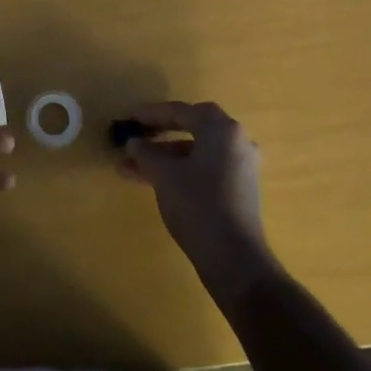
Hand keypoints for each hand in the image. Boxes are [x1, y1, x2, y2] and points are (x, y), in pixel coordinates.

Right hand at [117, 100, 278, 306]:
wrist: (234, 258)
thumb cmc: (197, 204)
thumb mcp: (163, 174)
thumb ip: (145, 153)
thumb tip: (134, 143)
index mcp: (222, 129)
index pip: (181, 112)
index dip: (151, 114)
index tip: (129, 118)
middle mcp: (237, 141)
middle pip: (192, 129)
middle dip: (159, 134)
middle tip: (135, 138)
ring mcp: (241, 167)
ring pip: (196, 152)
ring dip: (164, 157)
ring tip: (131, 168)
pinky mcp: (240, 189)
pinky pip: (205, 169)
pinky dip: (180, 170)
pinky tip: (154, 182)